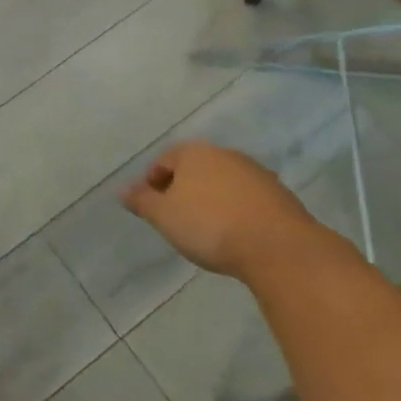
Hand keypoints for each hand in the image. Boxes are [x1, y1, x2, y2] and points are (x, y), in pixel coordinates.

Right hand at [122, 142, 328, 279]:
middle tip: (176, 217)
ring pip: (222, 182)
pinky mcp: (280, 194)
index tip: (152, 208)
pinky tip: (235, 233)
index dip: (153, 183)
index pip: (164, 160)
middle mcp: (225, 154)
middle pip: (195, 168)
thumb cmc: (210, 226)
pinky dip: (236, 210)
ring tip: (207, 228)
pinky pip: (247, 198)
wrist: (279, 248)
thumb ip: (141, 201)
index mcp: (194, 153)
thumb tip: (121, 189)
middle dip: (183, 189)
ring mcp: (256, 173)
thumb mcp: (164, 216)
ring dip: (211, 199)